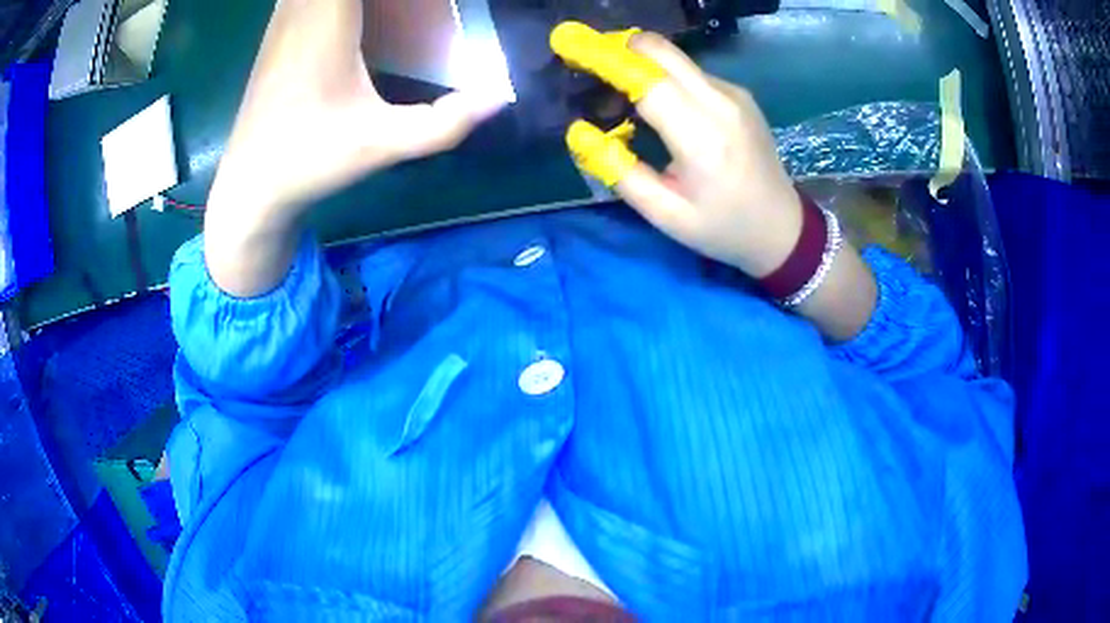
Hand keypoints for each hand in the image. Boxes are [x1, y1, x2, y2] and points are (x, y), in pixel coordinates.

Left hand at [209, 0, 504, 219]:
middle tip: (414, 7)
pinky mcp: (276, 33)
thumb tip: (498, 99)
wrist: (250, 185)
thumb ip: (444, 124)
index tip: (421, 2)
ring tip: (389, 11)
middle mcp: (301, 10)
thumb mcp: (381, 145)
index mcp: (327, 23)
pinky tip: (352, 11)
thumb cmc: (309, 161)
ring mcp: (283, 19)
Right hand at [551, 24, 801, 277]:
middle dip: (619, 48)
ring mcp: (734, 94)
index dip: (605, 59)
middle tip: (589, 63)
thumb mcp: (666, 215)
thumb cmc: (723, 228)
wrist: (783, 228)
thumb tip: (580, 133)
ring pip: (675, 58)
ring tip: (620, 93)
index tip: (570, 47)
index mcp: (703, 137)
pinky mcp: (738, 94)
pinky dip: (664, 76)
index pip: (647, 78)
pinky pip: (691, 72)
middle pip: (661, 51)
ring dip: (641, 63)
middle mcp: (721, 102)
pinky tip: (657, 104)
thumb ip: (621, 172)